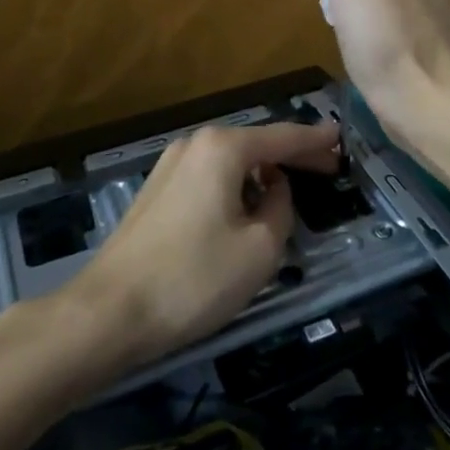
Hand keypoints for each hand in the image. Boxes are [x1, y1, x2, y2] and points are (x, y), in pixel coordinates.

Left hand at [65, 119, 338, 371]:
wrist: (107, 313)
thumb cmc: (193, 278)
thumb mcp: (260, 249)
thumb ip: (281, 208)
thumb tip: (275, 190)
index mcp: (223, 148)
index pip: (283, 136)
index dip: (316, 140)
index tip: (342, 139)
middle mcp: (195, 144)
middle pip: (256, 144)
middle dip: (292, 155)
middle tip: (327, 167)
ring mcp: (170, 166)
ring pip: (231, 162)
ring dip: (263, 172)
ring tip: (291, 189)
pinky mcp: (156, 192)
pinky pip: (210, 178)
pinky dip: (236, 185)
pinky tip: (247, 207)